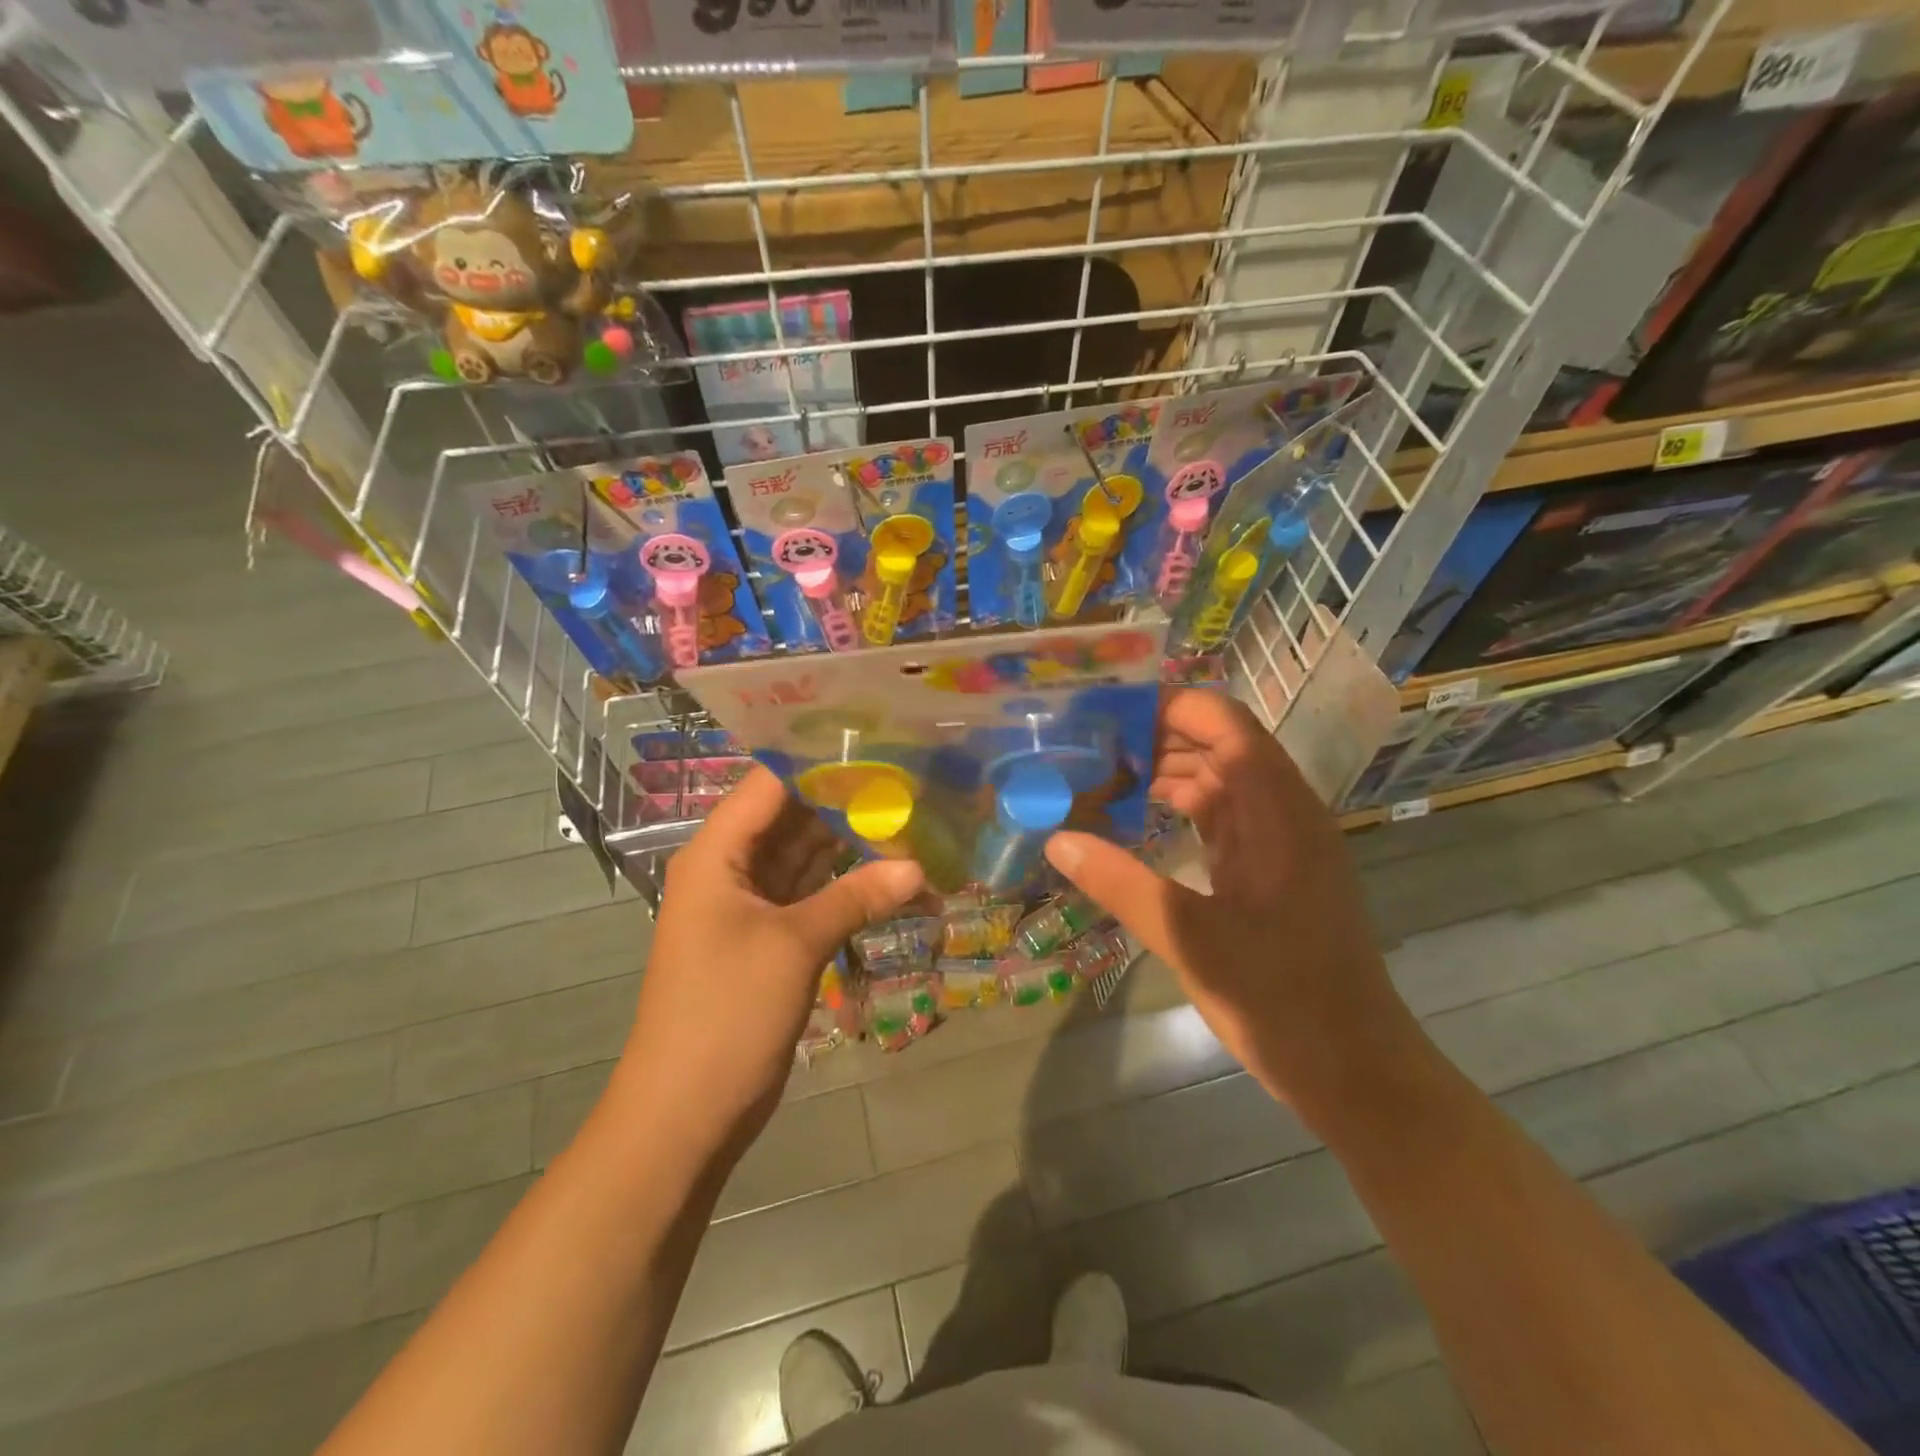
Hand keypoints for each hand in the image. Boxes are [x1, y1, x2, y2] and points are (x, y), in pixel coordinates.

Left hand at [620, 767, 923, 1156]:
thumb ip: (857, 896)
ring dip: (852, 844)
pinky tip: (892, 873)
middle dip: (846, 802)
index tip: (878, 744)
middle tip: (909, 781)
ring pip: (806, 856)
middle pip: (792, 817)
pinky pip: (813, 894)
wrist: (686, 1112)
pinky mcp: (770, 938)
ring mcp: (751, 905)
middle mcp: (731, 868)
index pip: (770, 783)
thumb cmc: (726, 1012)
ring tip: (910, 818)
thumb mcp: (795, 945)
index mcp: (718, 852)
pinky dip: (848, 885)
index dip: (819, 761)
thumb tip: (919, 868)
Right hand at [1043, 690, 1419, 1119]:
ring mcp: (1277, 842)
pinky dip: (1176, 809)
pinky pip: (1218, 818)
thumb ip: (1122, 883)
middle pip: (1216, 746)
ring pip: (1216, 781)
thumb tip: (1057, 838)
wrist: (1354, 1069)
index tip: (1106, 712)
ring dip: (1162, 774)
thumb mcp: (1192, 940)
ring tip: (1097, 777)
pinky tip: (1133, 818)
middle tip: (1084, 747)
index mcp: (1278, 812)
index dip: (1169, 706)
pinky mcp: (1267, 870)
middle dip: (1153, 738)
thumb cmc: (1281, 1000)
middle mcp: (1282, 812)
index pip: (1225, 725)